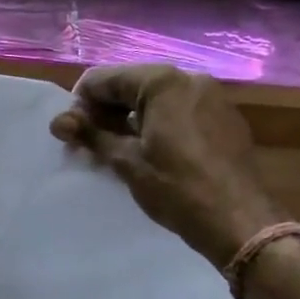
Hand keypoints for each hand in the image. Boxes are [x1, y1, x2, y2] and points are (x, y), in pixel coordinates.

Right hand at [50, 64, 286, 269]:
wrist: (240, 220)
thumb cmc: (177, 188)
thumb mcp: (127, 161)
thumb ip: (91, 134)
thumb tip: (58, 121)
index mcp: (163, 81)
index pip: (104, 79)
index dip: (80, 104)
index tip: (69, 134)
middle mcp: (189, 78)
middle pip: (131, 85)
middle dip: (104, 111)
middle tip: (87, 144)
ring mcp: (211, 97)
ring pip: (155, 99)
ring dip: (129, 119)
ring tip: (114, 151)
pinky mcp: (223, 118)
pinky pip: (178, 111)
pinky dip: (156, 124)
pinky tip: (149, 152)